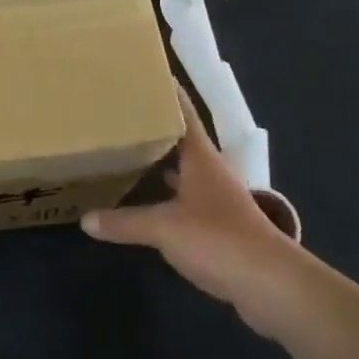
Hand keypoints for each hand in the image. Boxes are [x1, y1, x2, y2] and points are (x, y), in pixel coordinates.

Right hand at [81, 85, 304, 336]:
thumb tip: (85, 219)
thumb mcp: (164, 228)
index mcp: (200, 157)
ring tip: (127, 149)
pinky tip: (146, 201)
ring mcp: (216, 200)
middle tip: (122, 111)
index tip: (148, 71)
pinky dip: (165, 196)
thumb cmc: (219, 239)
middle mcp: (209, 172)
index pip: (183, 113)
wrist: (272, 287)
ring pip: (182, 171)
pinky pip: (184, 201)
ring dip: (160, 161)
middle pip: (180, 140)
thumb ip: (125, 222)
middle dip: (155, 126)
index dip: (169, 91)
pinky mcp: (218, 228)